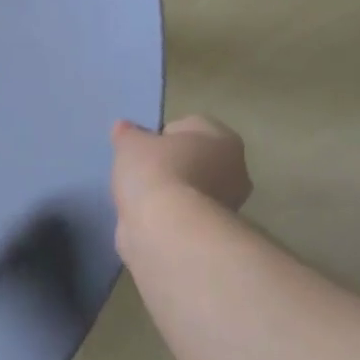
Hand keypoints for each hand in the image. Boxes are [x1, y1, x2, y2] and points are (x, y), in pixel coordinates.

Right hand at [111, 116, 251, 217]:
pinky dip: (170, 215)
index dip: (160, 137)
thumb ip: (128, 133)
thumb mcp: (130, 143)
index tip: (140, 150)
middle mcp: (235, 169)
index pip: (187, 127)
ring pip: (191, 188)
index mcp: (222, 137)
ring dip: (170, 192)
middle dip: (170, 165)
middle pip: (194, 159)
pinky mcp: (215, 232)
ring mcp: (228, 204)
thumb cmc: (154, 172)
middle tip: (140, 173)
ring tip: (140, 199)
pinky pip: (186, 214)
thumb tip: (125, 128)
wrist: (167, 230)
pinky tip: (149, 218)